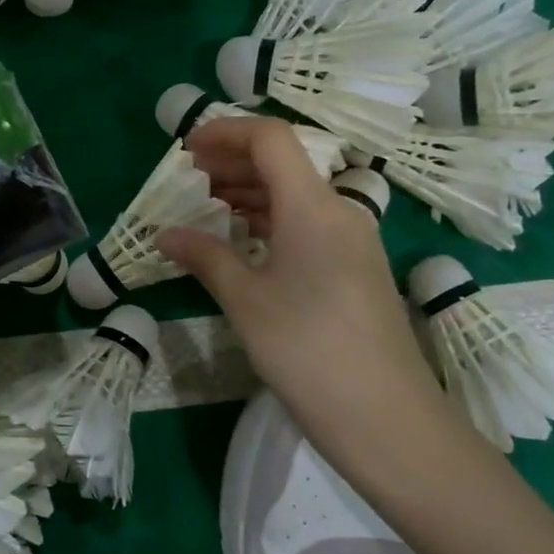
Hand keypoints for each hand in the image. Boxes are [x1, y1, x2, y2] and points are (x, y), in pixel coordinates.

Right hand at [157, 116, 449, 465]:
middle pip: (282, 164)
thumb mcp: (246, 301)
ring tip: (206, 210)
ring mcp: (352, 242)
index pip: (270, 139)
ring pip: (294, 196)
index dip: (225, 132)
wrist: (388, 420)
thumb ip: (205, 257)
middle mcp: (338, 212)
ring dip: (249, 193)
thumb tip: (165, 235)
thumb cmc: (308, 350)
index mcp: (312, 206)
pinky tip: (242, 244)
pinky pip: (306, 224)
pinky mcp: (355, 270)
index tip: (186, 150)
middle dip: (231, 163)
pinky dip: (269, 221)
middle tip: (187, 181)